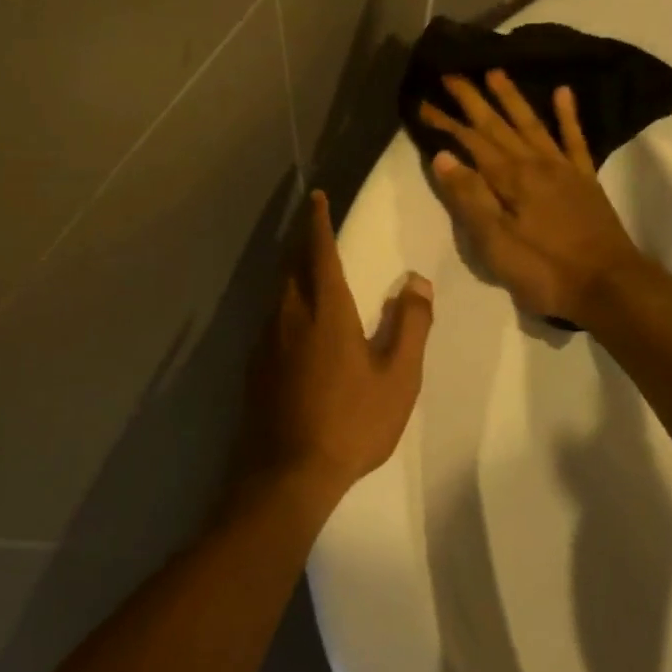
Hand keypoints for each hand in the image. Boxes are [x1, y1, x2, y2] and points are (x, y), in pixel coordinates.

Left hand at [245, 190, 433, 502]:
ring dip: (292, 273)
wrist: (285, 474)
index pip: (319, 250)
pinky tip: (296, 326)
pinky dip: (285, 305)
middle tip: (314, 230)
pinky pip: (271, 319)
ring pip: (278, 292)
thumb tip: (417, 282)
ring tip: (308, 272)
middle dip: (302, 242)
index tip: (316, 197)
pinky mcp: (254, 366)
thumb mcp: (397, 377)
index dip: (317, 221)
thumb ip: (409, 325)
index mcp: (325, 309)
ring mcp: (266, 340)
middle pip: (291, 265)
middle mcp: (289, 314)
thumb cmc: (351, 422)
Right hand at [419, 71, 646, 325]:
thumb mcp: (496, 243)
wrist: (609, 286)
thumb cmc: (545, 270)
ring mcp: (563, 169)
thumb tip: (443, 157)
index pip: (470, 142)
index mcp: (510, 179)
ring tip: (495, 72)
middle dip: (473, 99)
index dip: (446, 122)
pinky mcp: (585, 180)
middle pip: (498, 125)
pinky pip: (575, 139)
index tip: (423, 103)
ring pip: (532, 123)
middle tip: (452, 74)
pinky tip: (563, 92)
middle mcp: (535, 163)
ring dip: (512, 98)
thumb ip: (470, 198)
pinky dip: (567, 115)